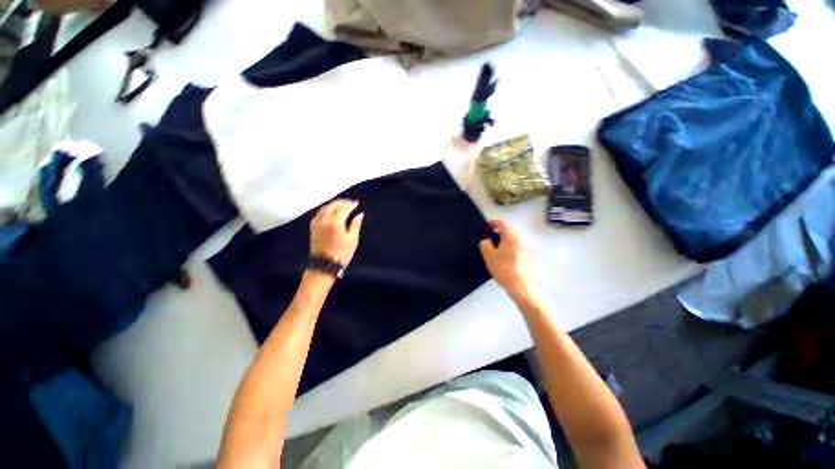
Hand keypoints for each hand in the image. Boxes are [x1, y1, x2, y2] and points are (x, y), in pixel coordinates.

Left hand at [310, 199, 363, 264]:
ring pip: (324, 208)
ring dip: (333, 205)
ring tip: (341, 206)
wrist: (324, 265)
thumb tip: (360, 214)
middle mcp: (324, 220)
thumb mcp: (352, 240)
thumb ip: (356, 225)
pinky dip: (326, 210)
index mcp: (335, 222)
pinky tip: (331, 212)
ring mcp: (317, 223)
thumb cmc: (341, 253)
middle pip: (332, 205)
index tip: (356, 203)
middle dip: (342, 202)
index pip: (343, 208)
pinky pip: (319, 213)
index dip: (351, 205)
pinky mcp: (313, 227)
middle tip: (350, 203)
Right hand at [479, 220, 533, 300]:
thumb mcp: (489, 255)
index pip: (503, 224)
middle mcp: (520, 240)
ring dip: (504, 240)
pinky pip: (516, 246)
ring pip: (513, 239)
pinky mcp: (527, 256)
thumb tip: (487, 240)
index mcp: (511, 237)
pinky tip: (504, 256)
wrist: (520, 286)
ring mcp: (526, 248)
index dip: (494, 223)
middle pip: (509, 230)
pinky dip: (509, 247)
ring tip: (495, 248)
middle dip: (499, 232)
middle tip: (489, 238)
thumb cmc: (503, 269)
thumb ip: (485, 244)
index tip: (487, 226)